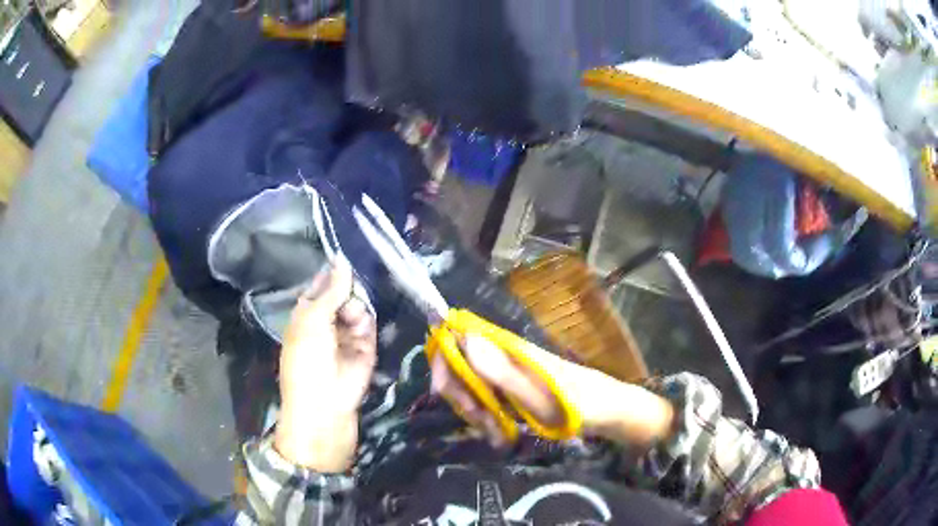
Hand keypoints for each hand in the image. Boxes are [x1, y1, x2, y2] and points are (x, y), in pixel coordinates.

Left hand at [275, 257, 376, 472]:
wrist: (324, 405)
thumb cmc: (307, 359)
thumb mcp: (313, 320)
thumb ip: (331, 290)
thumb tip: (341, 259)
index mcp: (305, 315)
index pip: (320, 287)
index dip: (331, 274)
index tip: (346, 256)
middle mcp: (326, 323)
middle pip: (342, 295)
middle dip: (347, 291)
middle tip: (348, 295)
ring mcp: (346, 336)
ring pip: (357, 309)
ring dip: (356, 309)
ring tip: (352, 319)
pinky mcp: (365, 349)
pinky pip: (369, 327)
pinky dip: (367, 322)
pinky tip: (361, 326)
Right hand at [431, 335, 673, 448]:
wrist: (606, 411)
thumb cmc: (577, 403)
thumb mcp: (537, 395)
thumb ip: (500, 370)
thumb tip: (462, 338)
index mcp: (507, 348)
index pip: (457, 338)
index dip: (444, 362)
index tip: (449, 395)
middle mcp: (502, 355)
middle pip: (459, 367)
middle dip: (462, 398)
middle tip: (483, 424)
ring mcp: (507, 373)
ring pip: (470, 388)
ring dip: (476, 414)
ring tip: (498, 436)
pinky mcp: (512, 389)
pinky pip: (486, 400)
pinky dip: (487, 419)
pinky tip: (500, 436)